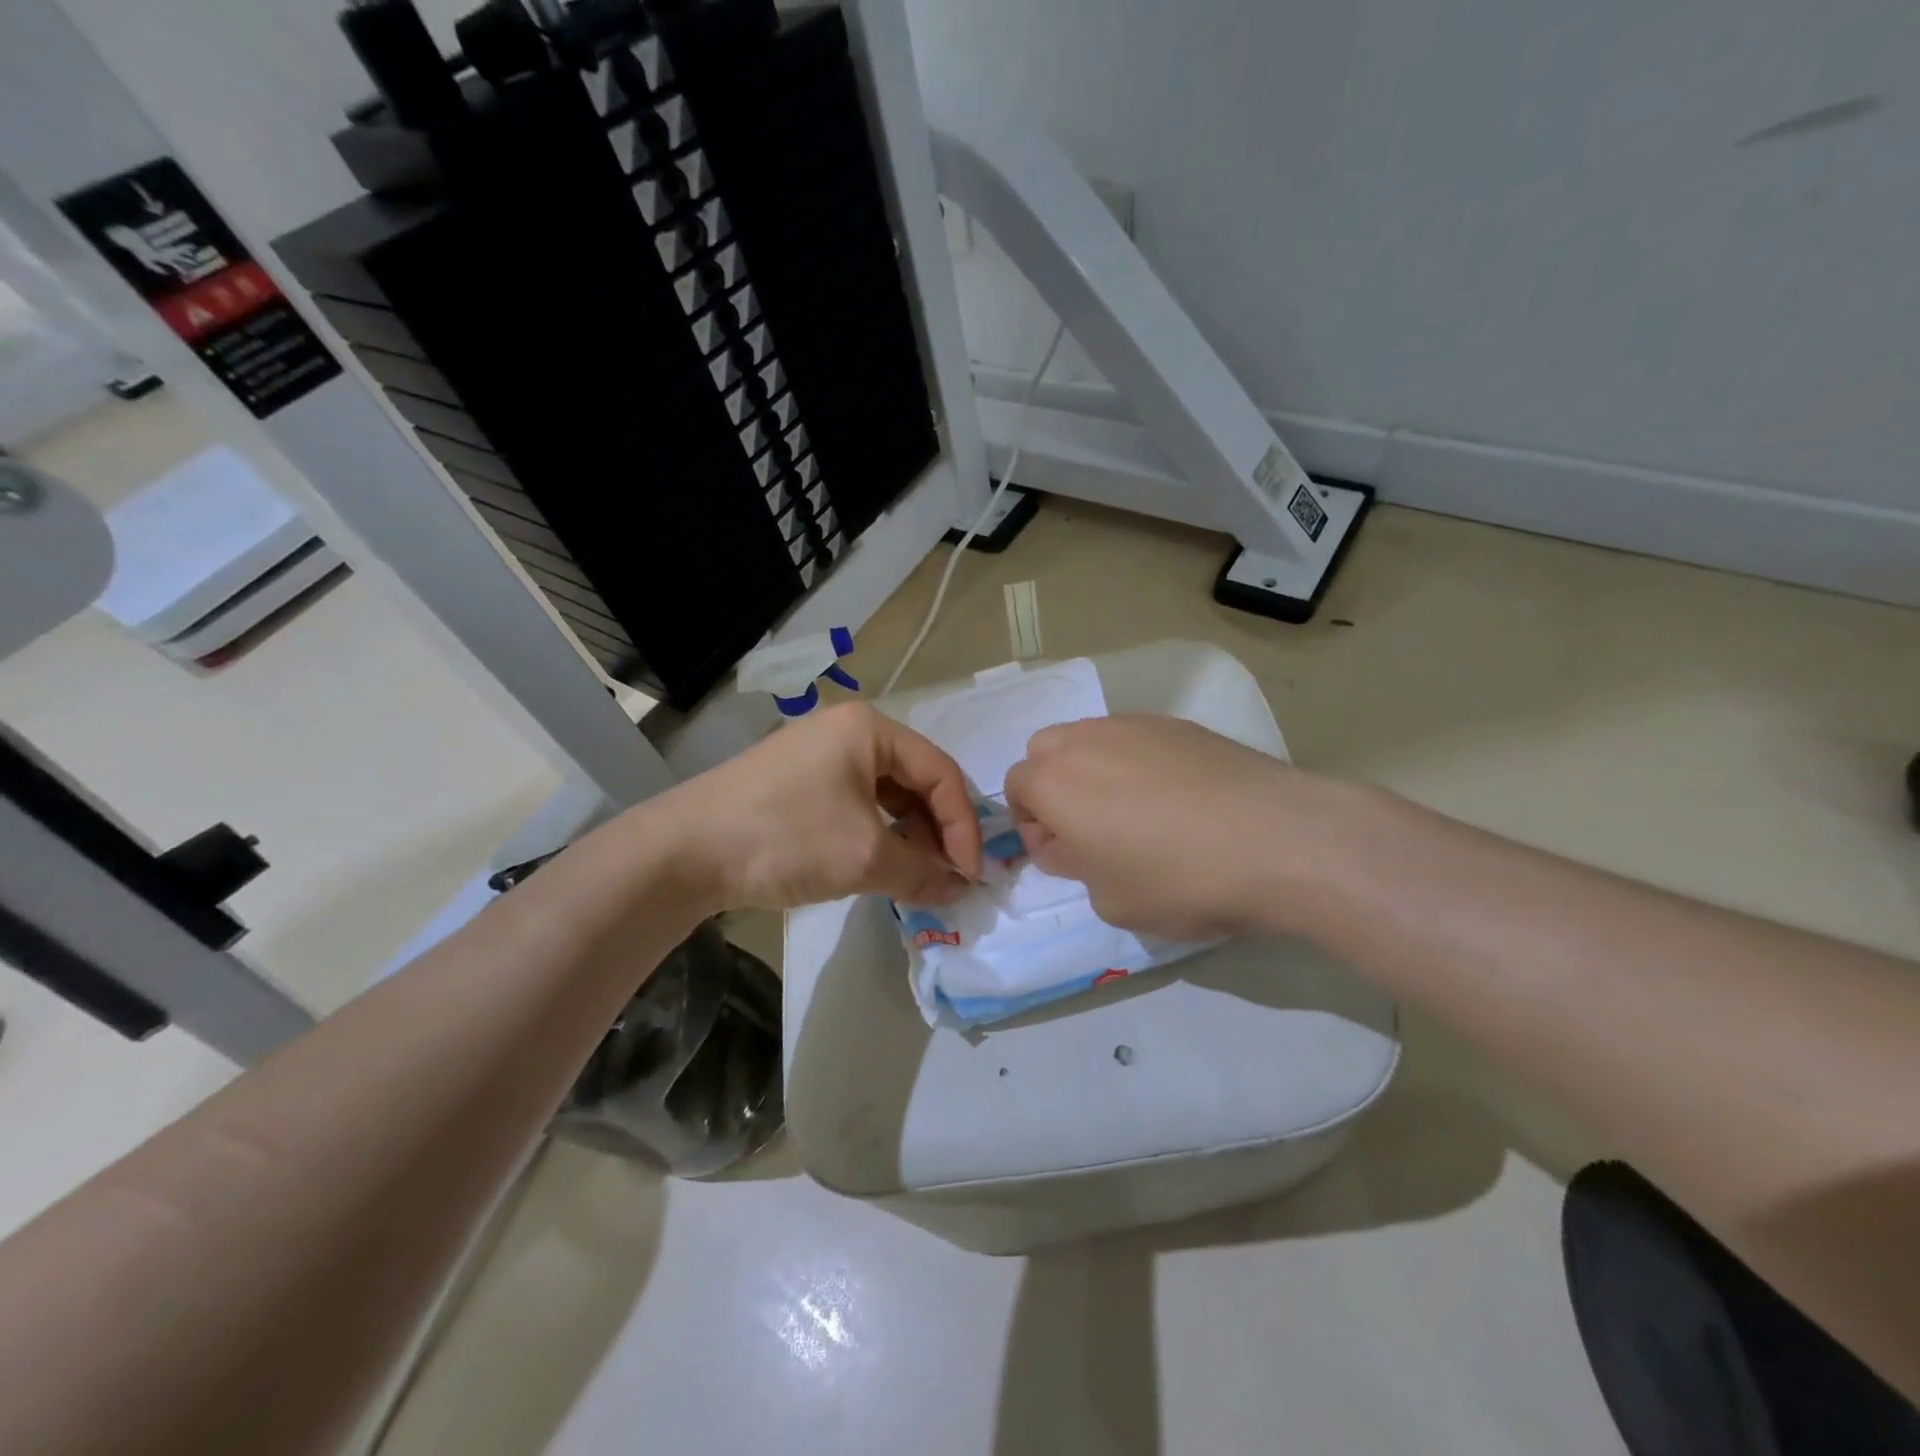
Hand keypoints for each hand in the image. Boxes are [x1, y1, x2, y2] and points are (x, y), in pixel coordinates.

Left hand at [659, 703, 982, 911]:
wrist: (682, 852)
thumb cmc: (784, 837)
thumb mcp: (864, 856)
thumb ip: (923, 872)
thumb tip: (959, 889)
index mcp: (870, 729)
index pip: (942, 772)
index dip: (965, 825)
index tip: (971, 874)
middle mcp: (849, 731)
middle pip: (917, 780)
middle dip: (938, 831)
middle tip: (947, 877)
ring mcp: (821, 755)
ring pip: (887, 795)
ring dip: (910, 836)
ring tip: (918, 876)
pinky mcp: (800, 783)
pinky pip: (858, 805)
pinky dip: (878, 836)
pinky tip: (881, 866)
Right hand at [1003, 715, 1327, 939]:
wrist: (1280, 840)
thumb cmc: (1180, 879)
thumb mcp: (1110, 901)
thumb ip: (1075, 866)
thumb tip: (1076, 843)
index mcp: (1055, 782)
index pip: (1015, 787)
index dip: (1032, 827)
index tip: (1066, 857)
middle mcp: (1086, 740)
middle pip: (1045, 751)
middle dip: (1054, 787)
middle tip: (1091, 829)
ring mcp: (1136, 725)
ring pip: (1091, 740)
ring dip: (1094, 772)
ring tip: (1137, 813)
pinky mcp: (1181, 724)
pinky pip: (1137, 739)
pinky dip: (1138, 763)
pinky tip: (1179, 799)